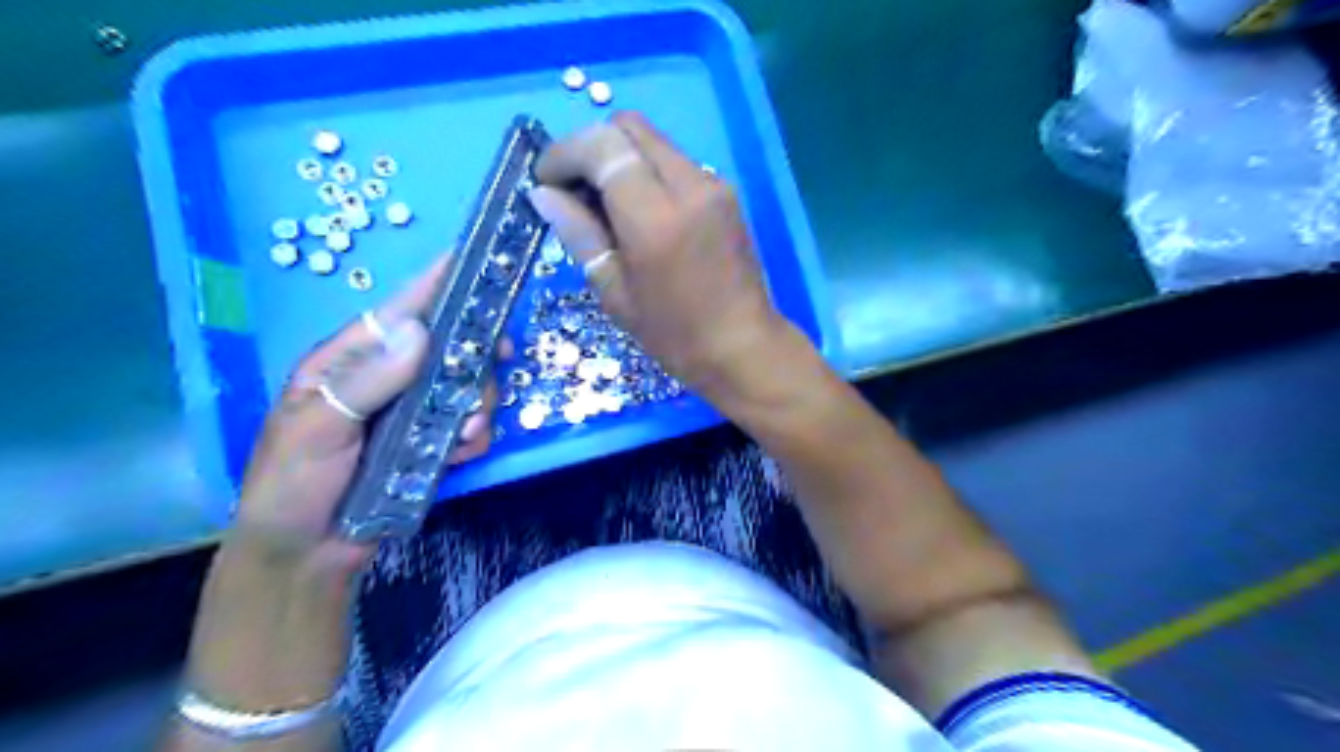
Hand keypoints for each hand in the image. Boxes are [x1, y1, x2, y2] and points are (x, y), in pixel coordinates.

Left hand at [231, 254, 499, 574]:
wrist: (306, 553)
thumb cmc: (292, 483)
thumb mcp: (317, 426)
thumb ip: (368, 380)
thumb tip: (419, 329)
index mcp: (350, 360)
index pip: (399, 311)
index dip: (436, 283)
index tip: (475, 260)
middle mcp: (389, 378)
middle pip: (449, 347)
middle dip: (476, 359)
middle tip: (493, 370)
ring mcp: (412, 411)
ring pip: (467, 387)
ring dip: (479, 405)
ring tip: (466, 433)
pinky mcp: (431, 443)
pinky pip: (469, 426)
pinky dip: (474, 436)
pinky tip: (460, 454)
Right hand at [529, 110, 786, 392]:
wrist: (744, 348)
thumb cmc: (674, 334)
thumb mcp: (615, 292)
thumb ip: (579, 234)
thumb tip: (543, 194)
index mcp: (656, 216)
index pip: (602, 146)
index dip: (564, 153)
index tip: (545, 181)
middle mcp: (690, 185)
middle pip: (629, 127)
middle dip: (591, 147)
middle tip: (574, 190)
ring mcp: (714, 185)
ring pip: (653, 141)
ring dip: (620, 158)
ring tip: (605, 206)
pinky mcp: (726, 193)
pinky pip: (675, 162)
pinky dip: (647, 172)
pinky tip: (639, 213)